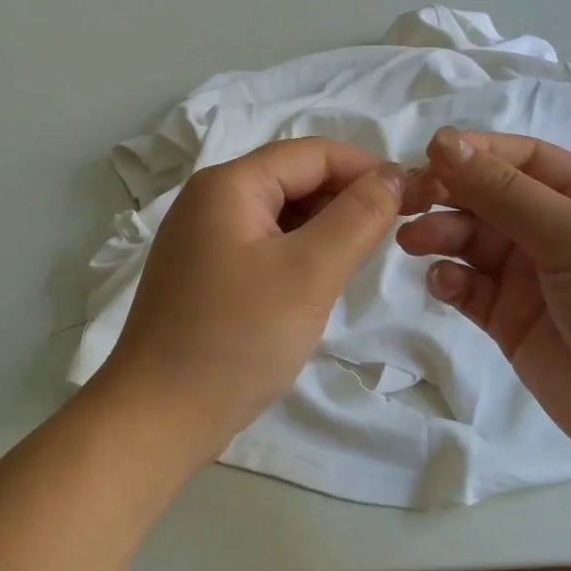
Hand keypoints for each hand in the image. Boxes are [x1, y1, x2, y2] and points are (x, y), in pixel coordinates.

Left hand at [95, 138, 405, 467]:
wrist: (158, 416)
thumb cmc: (236, 339)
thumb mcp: (309, 273)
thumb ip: (357, 217)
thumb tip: (391, 175)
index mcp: (228, 185)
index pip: (311, 153)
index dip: (365, 168)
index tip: (412, 199)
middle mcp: (208, 200)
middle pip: (291, 179)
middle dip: (344, 199)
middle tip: (390, 235)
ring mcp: (200, 238)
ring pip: (278, 214)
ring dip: (322, 229)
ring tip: (356, 262)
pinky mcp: (202, 273)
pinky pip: (260, 245)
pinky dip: (295, 254)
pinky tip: (315, 283)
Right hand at [397, 127, 570, 471]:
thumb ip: (505, 192)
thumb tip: (443, 140)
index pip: (523, 159)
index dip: (475, 153)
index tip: (427, 156)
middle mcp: (558, 232)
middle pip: (489, 198)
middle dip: (448, 194)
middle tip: (407, 203)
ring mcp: (532, 279)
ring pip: (472, 241)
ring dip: (441, 234)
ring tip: (413, 242)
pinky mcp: (511, 321)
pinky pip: (469, 288)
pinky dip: (450, 280)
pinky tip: (445, 285)